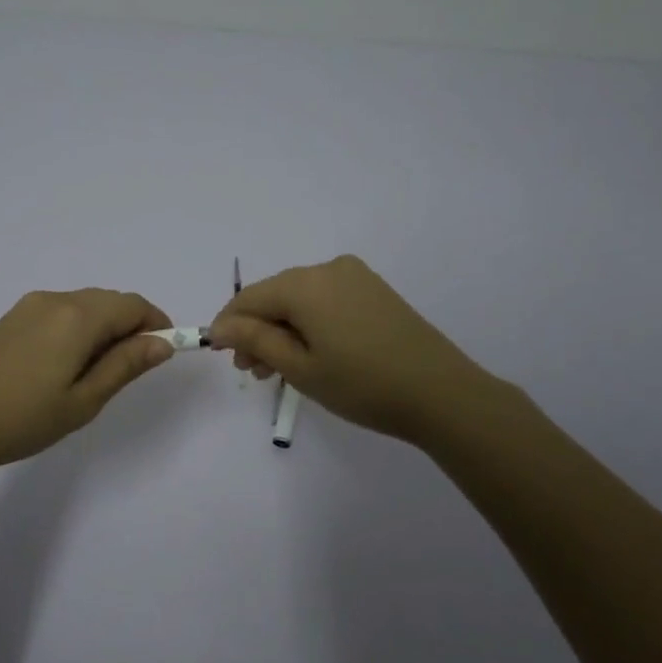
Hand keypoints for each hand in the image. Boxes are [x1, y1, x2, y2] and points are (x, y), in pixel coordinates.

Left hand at [0, 288, 174, 478]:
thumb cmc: (20, 419)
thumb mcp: (83, 401)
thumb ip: (125, 366)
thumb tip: (162, 342)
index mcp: (77, 317)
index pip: (133, 305)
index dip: (157, 324)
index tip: (163, 355)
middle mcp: (55, 299)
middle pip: (109, 301)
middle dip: (131, 327)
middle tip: (129, 373)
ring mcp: (29, 307)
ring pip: (84, 306)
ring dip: (104, 329)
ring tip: (95, 375)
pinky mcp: (10, 319)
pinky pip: (60, 313)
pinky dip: (78, 330)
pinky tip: (64, 367)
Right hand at [208, 255, 492, 445]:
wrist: (441, 393)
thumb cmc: (362, 384)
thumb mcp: (300, 367)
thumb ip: (255, 341)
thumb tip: (221, 327)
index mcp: (305, 283)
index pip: (250, 298)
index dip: (229, 325)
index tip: (220, 355)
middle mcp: (329, 269)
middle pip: (276, 296)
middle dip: (257, 331)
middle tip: (251, 372)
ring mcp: (356, 277)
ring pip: (301, 300)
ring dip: (282, 330)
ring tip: (276, 370)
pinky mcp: (374, 291)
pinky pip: (326, 301)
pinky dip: (309, 325)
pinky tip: (309, 354)